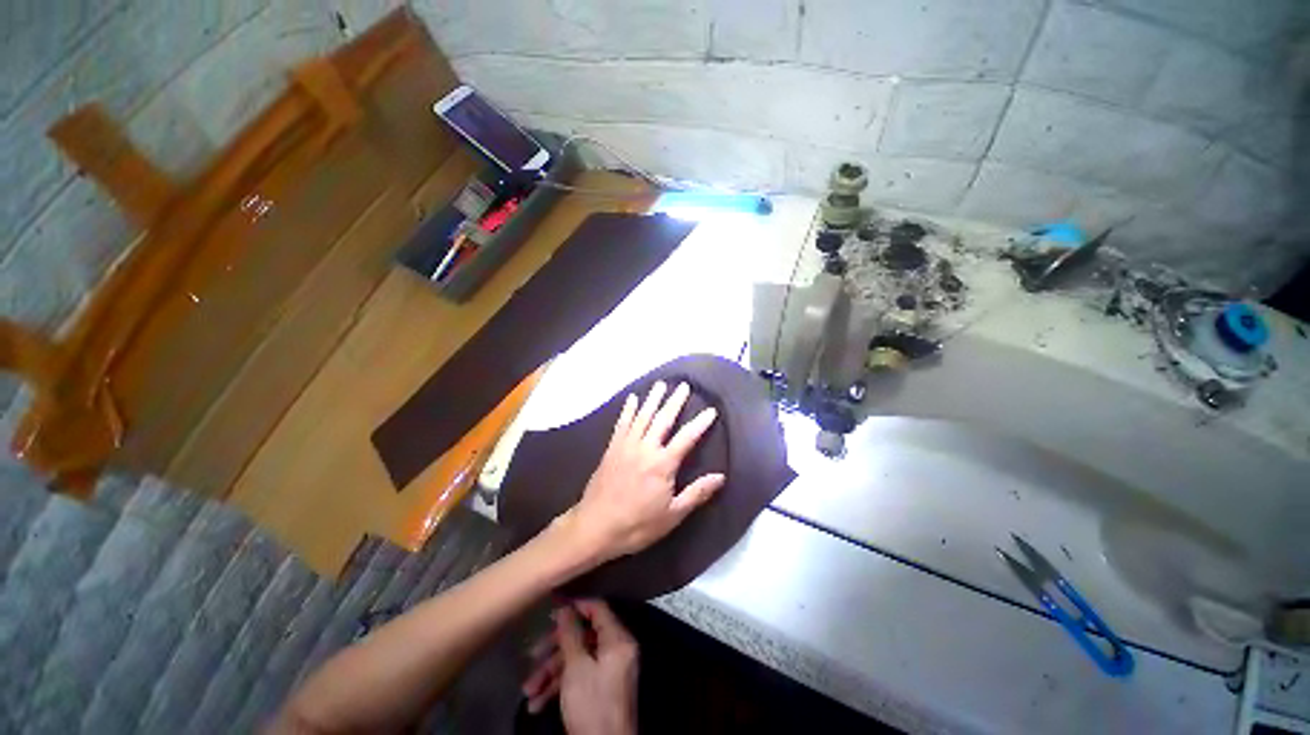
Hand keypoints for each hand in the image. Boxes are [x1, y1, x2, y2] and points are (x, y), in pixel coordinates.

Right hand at [522, 600, 637, 734]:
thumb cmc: (591, 704)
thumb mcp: (576, 667)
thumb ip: (570, 634)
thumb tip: (564, 606)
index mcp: (617, 638)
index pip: (597, 608)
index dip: (574, 606)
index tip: (551, 607)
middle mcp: (616, 649)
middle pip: (583, 636)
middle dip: (554, 649)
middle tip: (532, 655)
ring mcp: (608, 670)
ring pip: (577, 658)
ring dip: (550, 672)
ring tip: (528, 690)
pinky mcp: (600, 688)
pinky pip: (579, 676)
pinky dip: (559, 686)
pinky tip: (536, 703)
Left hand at [558, 381, 725, 564]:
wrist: (595, 526)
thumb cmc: (637, 524)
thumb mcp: (672, 515)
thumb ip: (696, 493)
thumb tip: (720, 477)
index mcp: (662, 464)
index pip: (687, 437)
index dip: (700, 423)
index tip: (711, 410)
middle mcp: (645, 448)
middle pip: (663, 419)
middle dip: (674, 401)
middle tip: (683, 385)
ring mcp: (626, 445)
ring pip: (642, 416)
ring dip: (652, 399)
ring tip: (660, 384)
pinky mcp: (612, 448)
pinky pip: (622, 423)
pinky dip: (628, 409)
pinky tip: (632, 399)